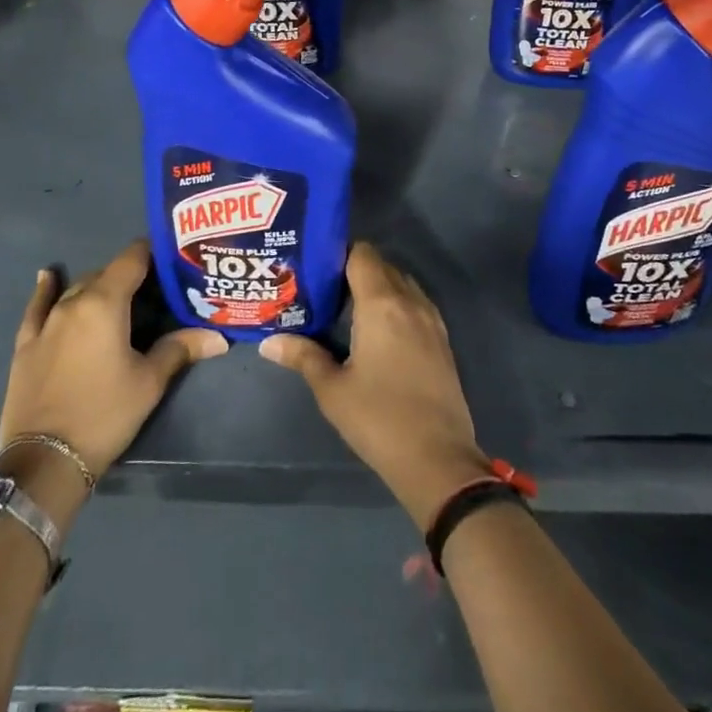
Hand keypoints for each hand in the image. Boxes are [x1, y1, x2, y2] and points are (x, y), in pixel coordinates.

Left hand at [0, 241, 226, 520]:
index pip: (132, 260)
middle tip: (154, 289)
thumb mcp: (149, 382)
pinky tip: (47, 276)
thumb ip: (180, 349)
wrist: (45, 461)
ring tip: (118, 295)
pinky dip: (45, 290)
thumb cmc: (105, 414)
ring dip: (98, 287)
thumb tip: (219, 336)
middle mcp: (74, 302)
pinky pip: (37, 307)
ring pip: (76, 289)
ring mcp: (46, 322)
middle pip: (105, 274)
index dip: (152, 251)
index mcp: (105, 303)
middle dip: (129, 275)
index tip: (170, 254)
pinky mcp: (26, 344)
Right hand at [260, 243, 490, 528]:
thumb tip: (269, 341)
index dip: (338, 253)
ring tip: (347, 307)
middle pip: (382, 265)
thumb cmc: (379, 419)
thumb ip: (303, 356)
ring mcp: (431, 319)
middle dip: (353, 269)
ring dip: (377, 286)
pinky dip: (396, 303)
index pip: (362, 253)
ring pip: (401, 283)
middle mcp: (410, 301)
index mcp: (381, 303)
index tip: (315, 267)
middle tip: (323, 289)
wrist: (438, 459)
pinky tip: (376, 330)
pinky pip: (415, 303)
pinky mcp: (442, 339)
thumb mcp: (332, 389)